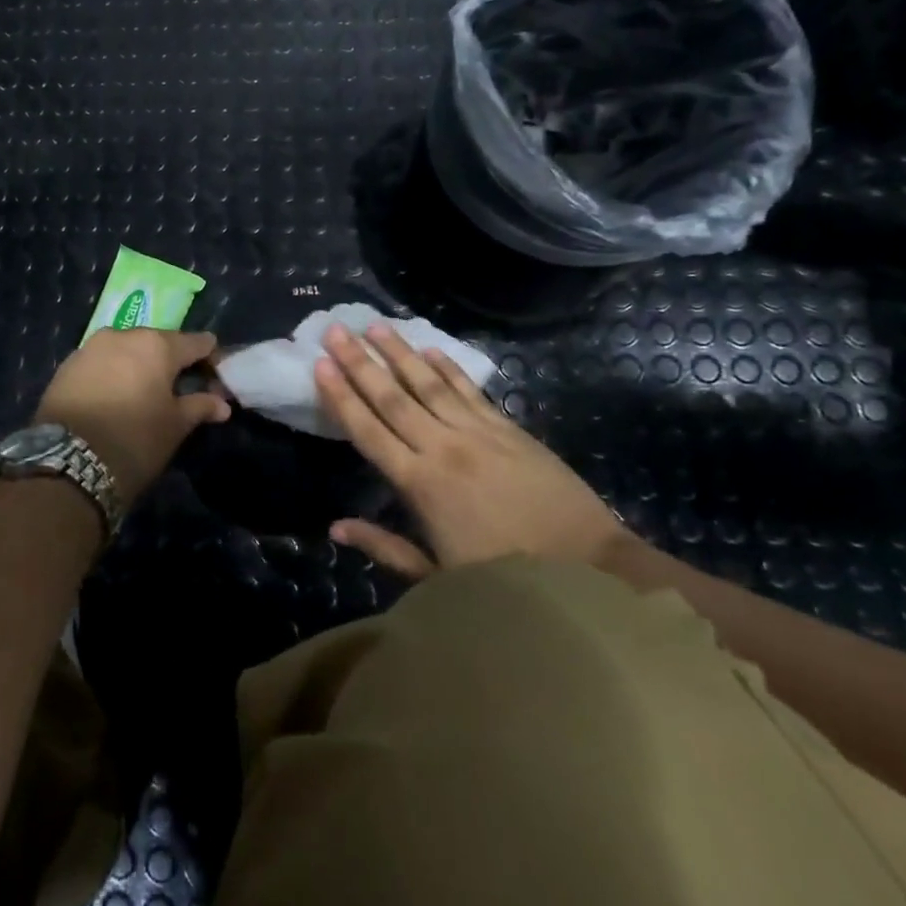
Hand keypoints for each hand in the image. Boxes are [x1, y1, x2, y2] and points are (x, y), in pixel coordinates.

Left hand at [33, 328, 231, 507]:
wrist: (66, 462)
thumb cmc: (134, 440)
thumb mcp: (174, 426)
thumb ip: (200, 406)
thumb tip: (222, 404)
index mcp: (157, 344)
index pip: (195, 342)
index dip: (209, 357)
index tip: (216, 375)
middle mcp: (123, 335)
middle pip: (158, 342)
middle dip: (171, 361)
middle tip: (180, 388)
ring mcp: (90, 348)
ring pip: (126, 350)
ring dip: (138, 366)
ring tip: (144, 394)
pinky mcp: (66, 366)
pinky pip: (101, 363)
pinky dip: (113, 374)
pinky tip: (115, 398)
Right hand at [313, 322, 624, 578]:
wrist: (584, 566)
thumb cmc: (503, 579)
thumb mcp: (436, 576)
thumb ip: (384, 546)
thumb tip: (335, 527)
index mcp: (419, 484)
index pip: (368, 431)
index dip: (341, 396)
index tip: (320, 365)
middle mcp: (442, 447)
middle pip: (392, 397)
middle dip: (360, 362)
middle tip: (335, 329)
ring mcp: (478, 433)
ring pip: (428, 383)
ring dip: (399, 353)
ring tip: (375, 325)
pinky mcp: (508, 428)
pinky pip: (470, 390)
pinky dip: (448, 367)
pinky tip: (430, 349)